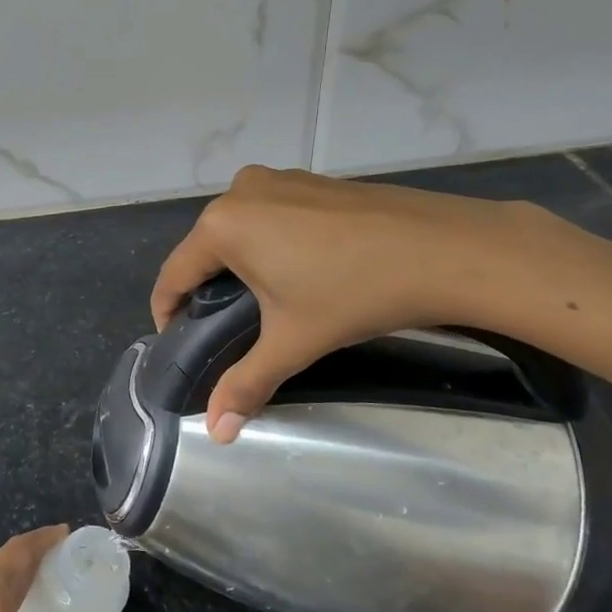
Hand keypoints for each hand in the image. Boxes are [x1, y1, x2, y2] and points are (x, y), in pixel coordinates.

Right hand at [151, 166, 554, 439]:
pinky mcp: (311, 179)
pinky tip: (301, 270)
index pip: (174, 274)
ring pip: (239, 229)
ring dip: (240, 264)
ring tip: (264, 303)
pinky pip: (270, 214)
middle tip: (225, 330)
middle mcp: (241, 191)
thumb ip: (247, 382)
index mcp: (222, 225)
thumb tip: (216, 433)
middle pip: (205, 249)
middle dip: (207, 289)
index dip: (167, 311)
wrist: (444, 248)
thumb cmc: (353, 292)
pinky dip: (270, 243)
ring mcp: (279, 179)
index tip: (176, 340)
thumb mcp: (293, 341)